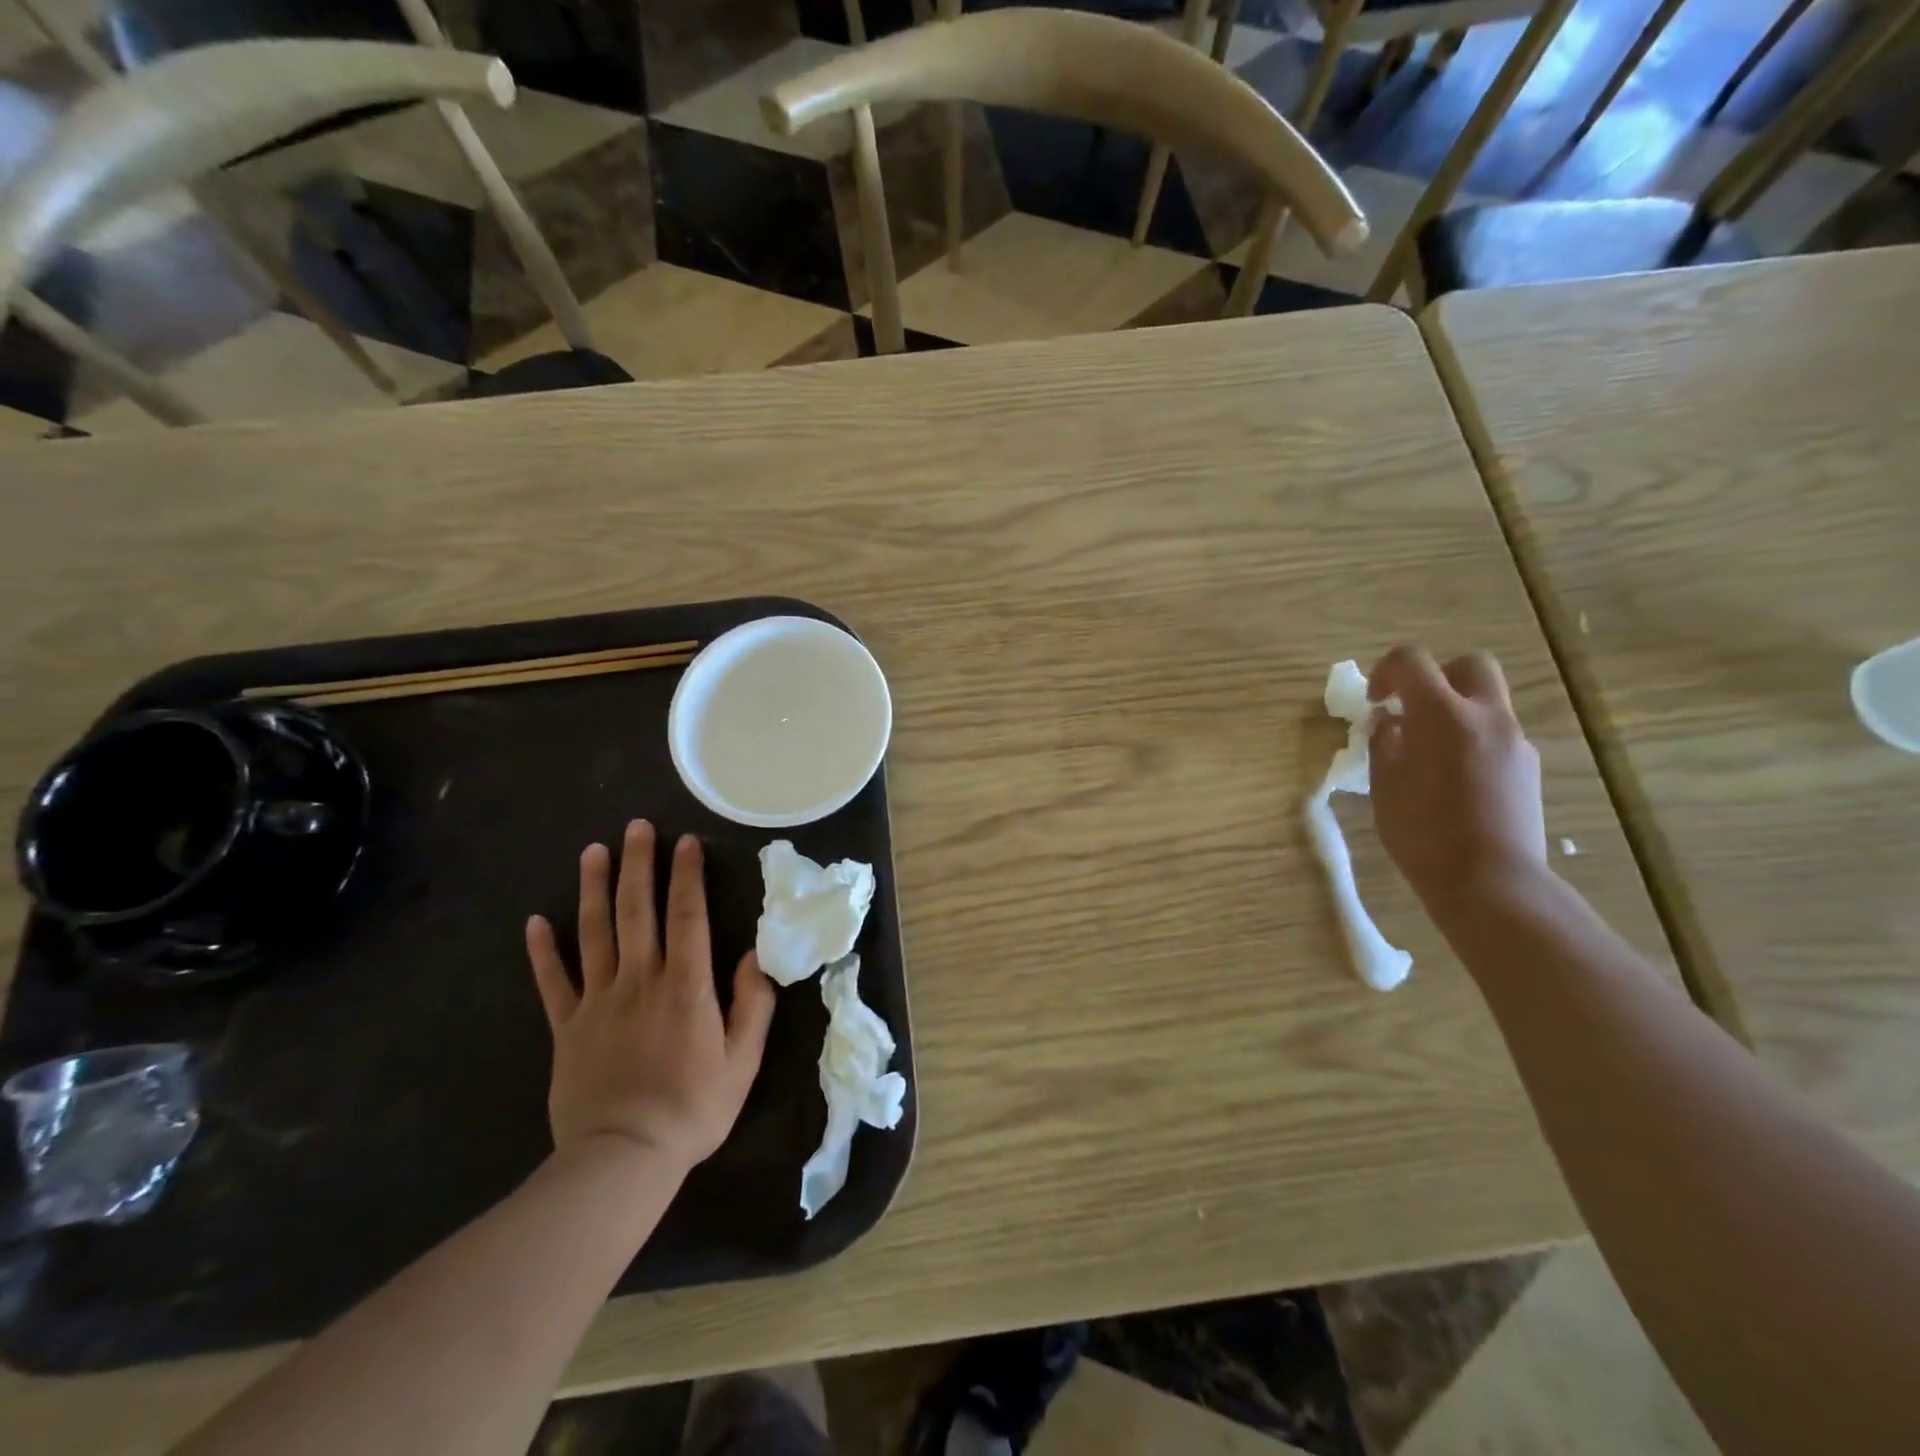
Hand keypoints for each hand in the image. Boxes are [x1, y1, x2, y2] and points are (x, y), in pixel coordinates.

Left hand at [525, 821, 774, 1173]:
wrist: (622, 1159)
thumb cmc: (693, 1108)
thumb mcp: (742, 1060)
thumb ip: (752, 1004)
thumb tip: (754, 956)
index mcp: (685, 986)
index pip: (687, 916)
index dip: (687, 876)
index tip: (686, 842)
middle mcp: (640, 980)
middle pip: (638, 911)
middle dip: (639, 865)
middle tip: (637, 827)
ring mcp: (598, 1002)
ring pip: (594, 933)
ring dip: (594, 889)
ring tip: (593, 852)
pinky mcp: (567, 1027)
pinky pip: (552, 982)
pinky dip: (543, 951)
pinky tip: (536, 921)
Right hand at [1366, 646, 1547, 912]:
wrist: (1490, 882)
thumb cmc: (1422, 833)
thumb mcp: (1384, 786)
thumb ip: (1384, 743)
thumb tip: (1388, 722)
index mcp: (1442, 715)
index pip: (1412, 660)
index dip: (1385, 671)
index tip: (1374, 702)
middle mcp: (1485, 716)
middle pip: (1468, 665)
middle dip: (1436, 677)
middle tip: (1412, 709)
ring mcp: (1514, 741)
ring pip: (1486, 702)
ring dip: (1455, 711)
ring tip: (1428, 753)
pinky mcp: (1528, 767)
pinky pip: (1497, 735)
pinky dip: (1472, 740)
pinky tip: (1454, 780)